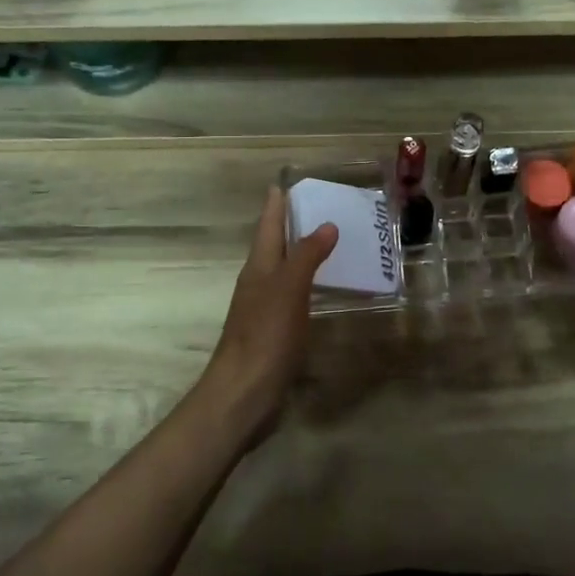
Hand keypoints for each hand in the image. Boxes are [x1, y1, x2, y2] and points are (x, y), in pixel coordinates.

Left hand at [203, 187, 337, 434]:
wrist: (244, 393)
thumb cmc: (265, 336)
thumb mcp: (288, 290)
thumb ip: (307, 256)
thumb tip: (326, 224)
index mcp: (259, 268)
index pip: (268, 226)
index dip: (276, 204)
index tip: (287, 182)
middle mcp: (259, 283)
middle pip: (274, 246)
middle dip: (291, 225)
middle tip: (320, 208)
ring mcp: (264, 309)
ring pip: (284, 271)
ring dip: (302, 254)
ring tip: (330, 242)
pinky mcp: (274, 333)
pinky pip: (293, 296)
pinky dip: (307, 284)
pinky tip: (323, 289)